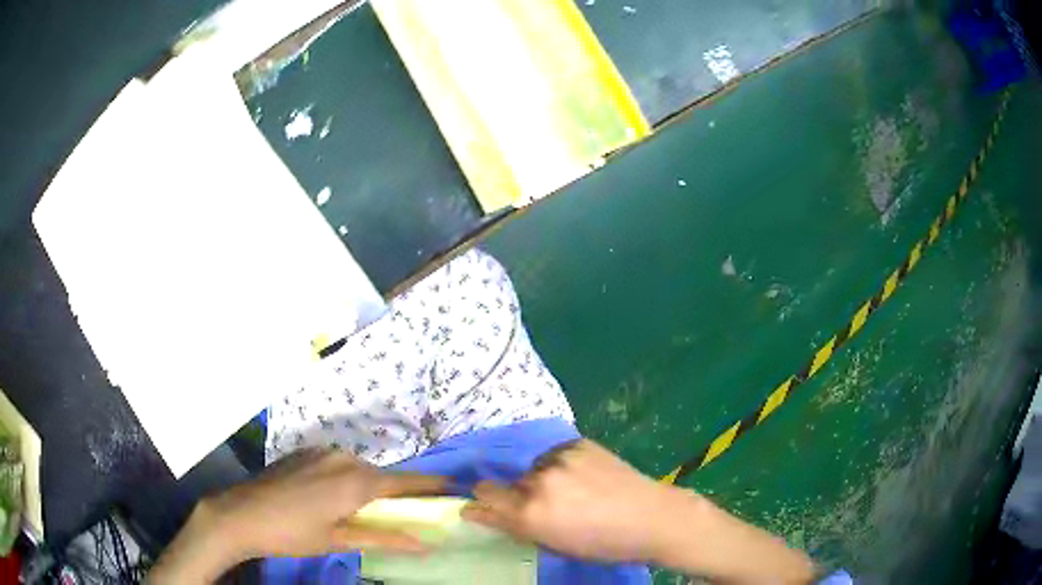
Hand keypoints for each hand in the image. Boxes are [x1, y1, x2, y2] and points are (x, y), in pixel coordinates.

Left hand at [149, 448, 444, 582]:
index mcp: (355, 481)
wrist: (240, 513)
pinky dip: (348, 480)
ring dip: (371, 488)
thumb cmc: (292, 533)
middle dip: (399, 493)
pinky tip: (336, 498)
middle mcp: (343, 458)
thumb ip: (383, 538)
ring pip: (359, 470)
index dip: (432, 486)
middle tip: (412, 514)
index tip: (456, 488)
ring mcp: (321, 452)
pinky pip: (339, 464)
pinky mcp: (305, 453)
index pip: (405, 482)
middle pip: (382, 476)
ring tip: (370, 511)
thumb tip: (426, 544)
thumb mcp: (339, 540)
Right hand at [462, 440, 814, 582]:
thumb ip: (515, 526)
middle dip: (513, 493)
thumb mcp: (553, 544)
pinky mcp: (576, 443)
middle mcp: (537, 481)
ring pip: (530, 467)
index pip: (482, 497)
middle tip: (538, 503)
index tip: (481, 506)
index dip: (481, 503)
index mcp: (529, 513)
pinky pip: (553, 455)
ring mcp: (558, 459)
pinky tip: (583, 476)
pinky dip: (559, 465)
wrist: (651, 517)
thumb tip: (483, 512)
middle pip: (502, 481)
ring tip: (569, 489)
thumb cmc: (602, 543)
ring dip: (538, 478)